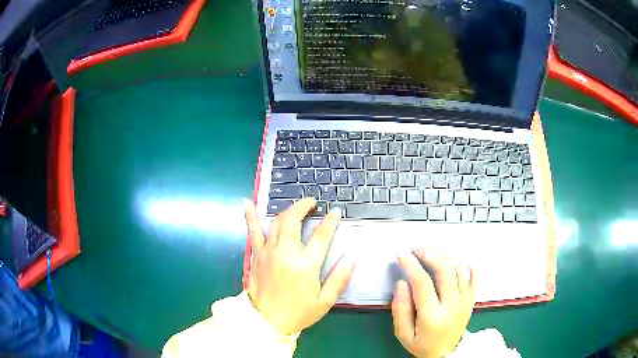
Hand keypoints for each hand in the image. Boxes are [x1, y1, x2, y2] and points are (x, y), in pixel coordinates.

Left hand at [244, 198, 354, 334]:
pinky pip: (253, 232)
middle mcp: (286, 253)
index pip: (321, 236)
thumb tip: (351, 257)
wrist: (266, 322)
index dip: (330, 221)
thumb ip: (340, 278)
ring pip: (277, 222)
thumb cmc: (298, 313)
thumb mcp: (325, 301)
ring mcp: (268, 252)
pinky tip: (248, 203)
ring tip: (297, 207)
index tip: (335, 212)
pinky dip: (251, 216)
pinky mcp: (257, 255)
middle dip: (304, 206)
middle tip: (312, 203)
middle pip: (294, 220)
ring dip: (288, 210)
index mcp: (306, 266)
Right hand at [392, 248, 475, 357]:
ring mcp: (465, 300)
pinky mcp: (472, 298)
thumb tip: (402, 283)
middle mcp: (453, 305)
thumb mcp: (403, 334)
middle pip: (445, 269)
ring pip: (460, 268)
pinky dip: (466, 263)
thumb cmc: (422, 344)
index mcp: (433, 316)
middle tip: (417, 249)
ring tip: (432, 253)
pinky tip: (454, 262)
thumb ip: (400, 309)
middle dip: (429, 253)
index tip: (402, 255)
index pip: (423, 283)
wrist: (445, 353)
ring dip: (445, 255)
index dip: (411, 265)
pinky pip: (475, 274)